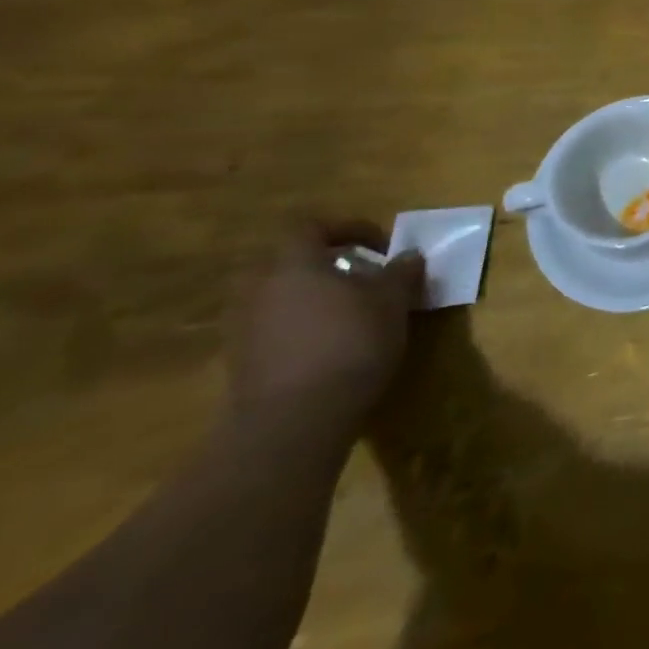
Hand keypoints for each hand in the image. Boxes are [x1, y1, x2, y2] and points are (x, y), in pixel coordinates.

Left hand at [228, 221, 424, 442]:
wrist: (294, 421)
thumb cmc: (350, 343)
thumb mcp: (393, 301)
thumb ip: (400, 273)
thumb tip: (407, 256)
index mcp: (293, 264)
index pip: (311, 227)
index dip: (348, 228)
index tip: (380, 246)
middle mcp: (259, 289)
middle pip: (286, 261)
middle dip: (322, 264)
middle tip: (357, 275)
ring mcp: (242, 329)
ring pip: (277, 296)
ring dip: (309, 297)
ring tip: (347, 312)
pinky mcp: (240, 364)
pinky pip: (271, 328)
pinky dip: (297, 327)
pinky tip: (328, 345)